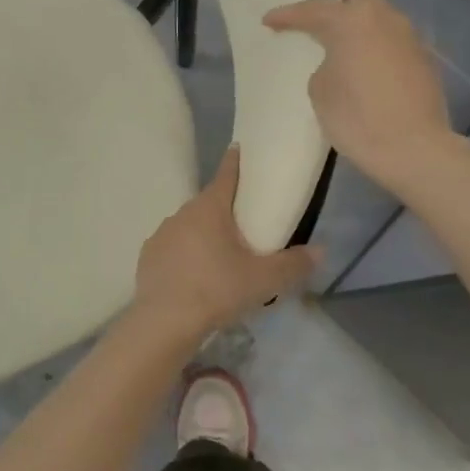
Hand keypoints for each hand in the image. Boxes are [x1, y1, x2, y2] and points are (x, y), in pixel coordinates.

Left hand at [133, 148, 319, 340]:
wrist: (164, 321)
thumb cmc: (217, 290)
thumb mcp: (264, 280)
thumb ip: (294, 264)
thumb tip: (321, 250)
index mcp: (210, 208)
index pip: (226, 174)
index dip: (236, 161)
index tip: (239, 149)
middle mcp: (182, 213)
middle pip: (209, 203)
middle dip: (225, 209)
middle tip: (245, 225)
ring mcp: (161, 234)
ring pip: (189, 226)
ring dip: (204, 234)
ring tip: (220, 257)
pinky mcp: (148, 256)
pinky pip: (173, 247)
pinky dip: (185, 255)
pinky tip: (195, 276)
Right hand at [265, 0, 460, 193]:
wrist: (416, 150)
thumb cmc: (358, 119)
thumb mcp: (321, 92)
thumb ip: (325, 66)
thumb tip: (339, 64)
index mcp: (352, 21)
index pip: (313, 10)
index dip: (288, 15)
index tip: (269, 20)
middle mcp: (384, 18)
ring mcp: (409, 37)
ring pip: (381, 12)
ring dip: (362, 12)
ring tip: (344, 22)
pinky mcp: (423, 59)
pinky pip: (392, 38)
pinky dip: (376, 39)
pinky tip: (367, 56)